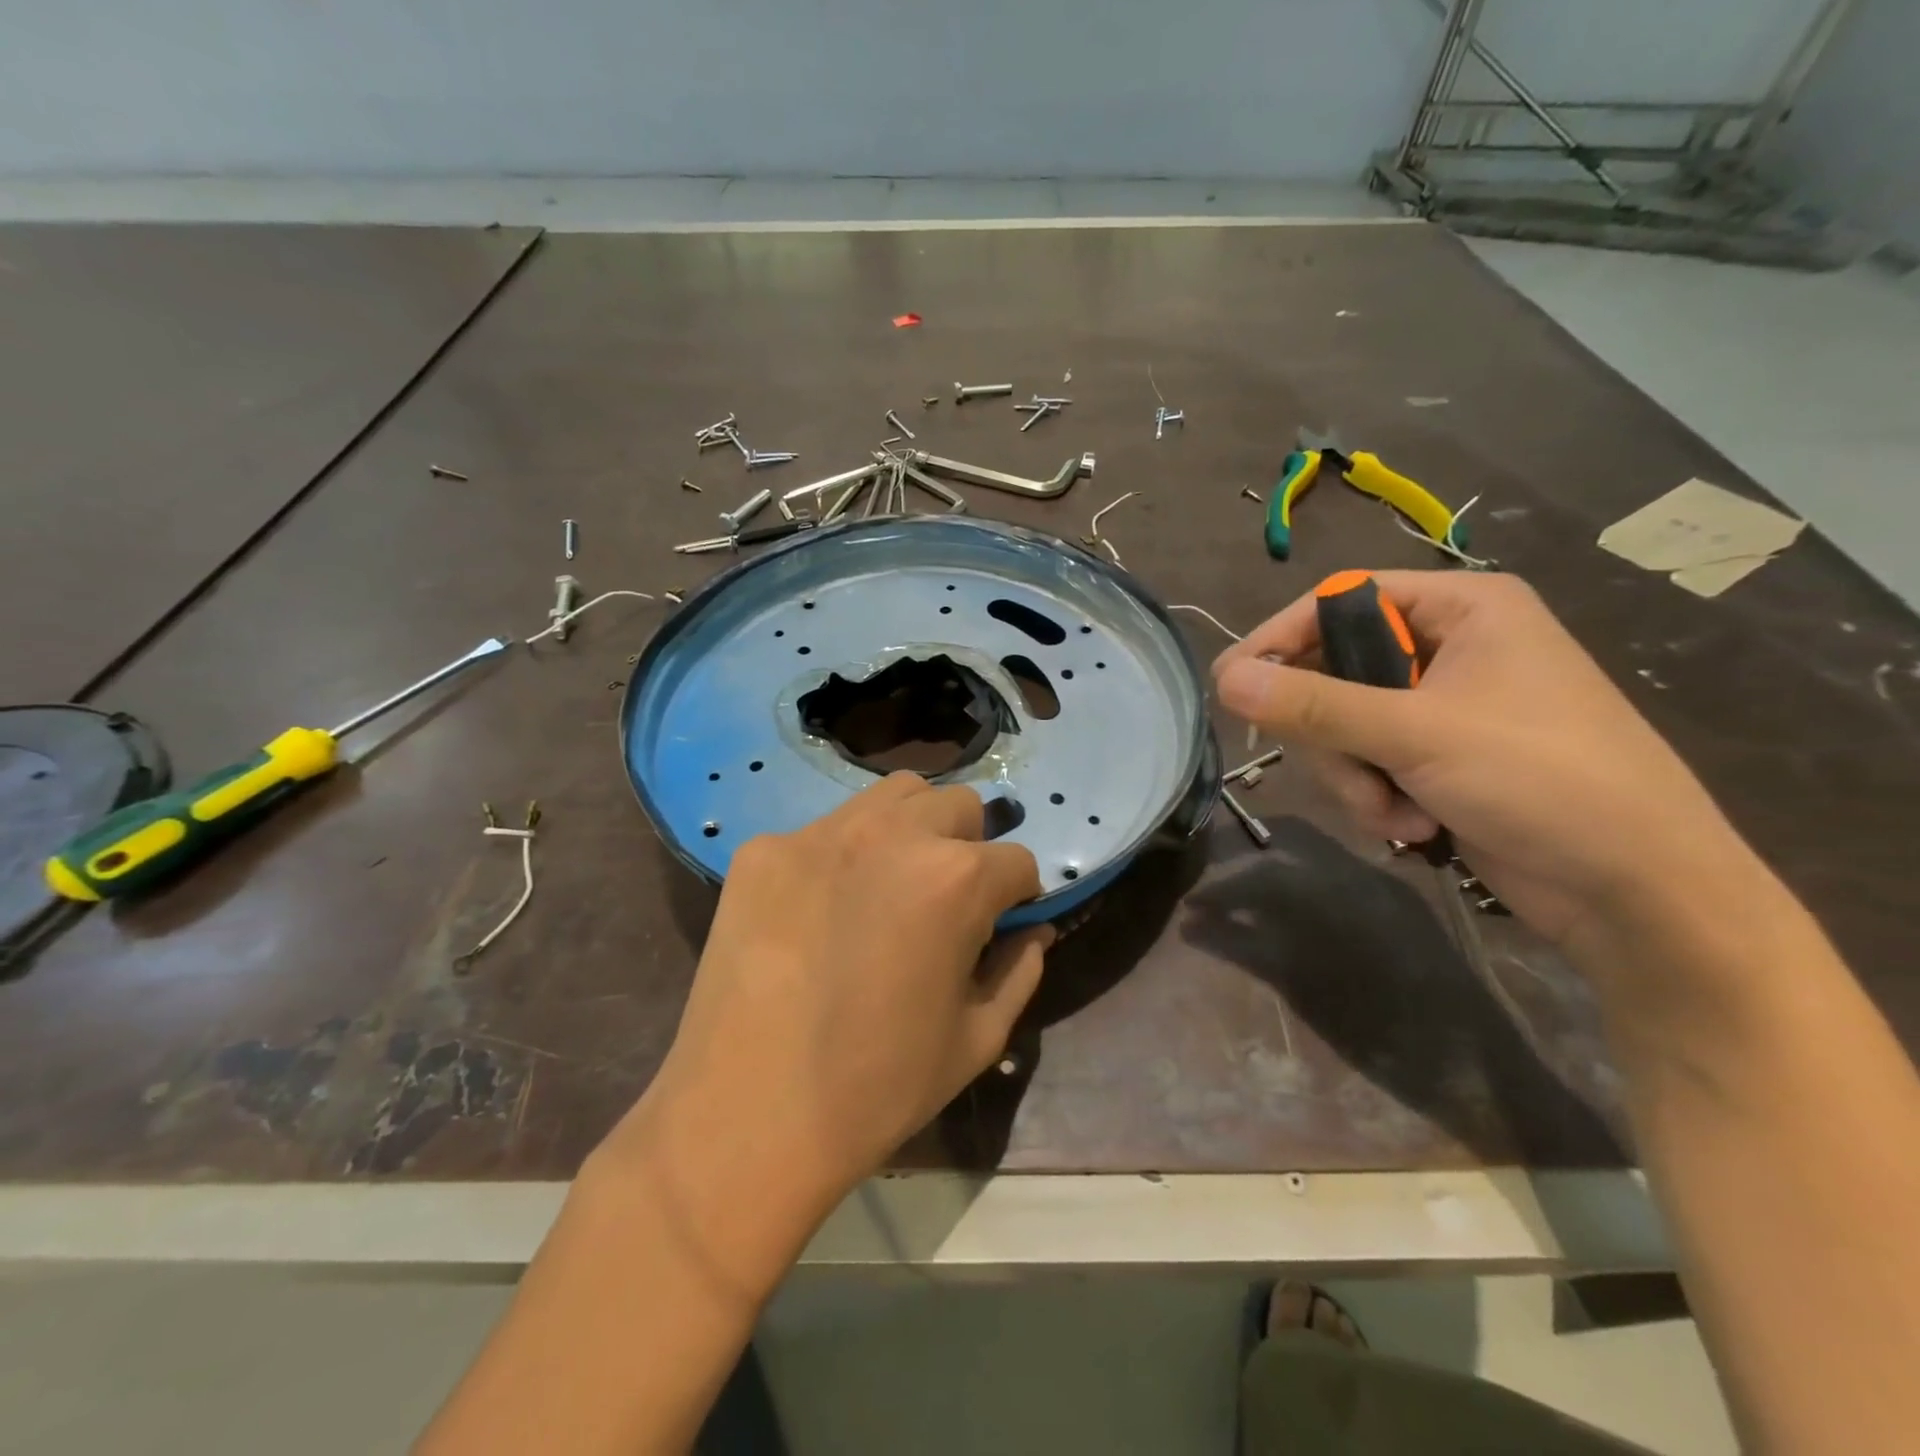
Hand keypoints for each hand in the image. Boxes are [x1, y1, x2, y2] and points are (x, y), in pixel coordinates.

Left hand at [604, 773, 1048, 1216]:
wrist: (747, 1119)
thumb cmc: (878, 1089)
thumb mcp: (977, 1040)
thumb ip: (1020, 970)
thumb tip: (1034, 930)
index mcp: (956, 879)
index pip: (1017, 861)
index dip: (1017, 898)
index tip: (999, 926)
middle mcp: (893, 833)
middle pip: (959, 806)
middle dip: (969, 847)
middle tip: (943, 902)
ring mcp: (821, 833)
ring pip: (894, 796)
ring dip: (912, 829)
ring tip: (888, 885)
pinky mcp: (765, 848)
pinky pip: (824, 830)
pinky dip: (841, 856)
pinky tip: (819, 910)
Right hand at [1212, 572, 1760, 947]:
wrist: (1637, 889)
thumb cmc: (1542, 779)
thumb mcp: (1416, 733)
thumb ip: (1313, 704)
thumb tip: (1223, 679)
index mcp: (1462, 607)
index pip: (1341, 599)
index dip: (1281, 638)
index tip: (1231, 682)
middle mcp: (1450, 647)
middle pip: (1335, 669)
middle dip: (1333, 734)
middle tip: (1347, 769)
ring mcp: (1444, 707)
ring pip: (1344, 725)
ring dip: (1353, 776)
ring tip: (1393, 812)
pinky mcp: (1440, 758)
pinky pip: (1369, 761)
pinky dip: (1376, 796)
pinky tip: (1412, 825)